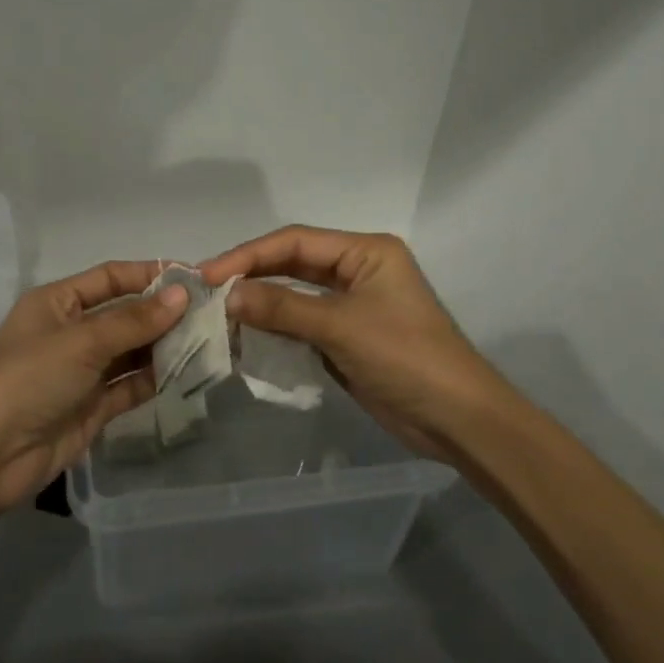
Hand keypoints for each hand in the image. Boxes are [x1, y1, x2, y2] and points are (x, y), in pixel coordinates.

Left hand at [0, 261, 189, 513]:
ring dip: (165, 347)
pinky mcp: (92, 407)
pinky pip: (130, 385)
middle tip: (212, 314)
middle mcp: (71, 332)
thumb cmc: (30, 378)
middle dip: (163, 314)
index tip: (193, 278)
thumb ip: (134, 320)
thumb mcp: (82, 341)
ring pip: (131, 351)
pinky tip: (189, 373)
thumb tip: (182, 295)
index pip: (110, 277)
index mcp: (58, 303)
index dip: (149, 275)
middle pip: (124, 315)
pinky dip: (156, 379)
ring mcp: (82, 372)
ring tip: (209, 341)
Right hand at [201, 226, 513, 464]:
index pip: (295, 241)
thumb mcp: (341, 327)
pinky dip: (274, 330)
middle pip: (292, 264)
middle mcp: (357, 271)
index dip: (249, 254)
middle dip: (251, 277)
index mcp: (365, 252)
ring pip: (294, 295)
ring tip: (218, 315)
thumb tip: (228, 295)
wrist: (457, 420)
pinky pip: (301, 324)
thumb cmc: (406, 358)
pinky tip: (245, 338)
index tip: (209, 274)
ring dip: (260, 304)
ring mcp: (352, 305)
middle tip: (206, 292)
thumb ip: (282, 308)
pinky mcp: (346, 338)